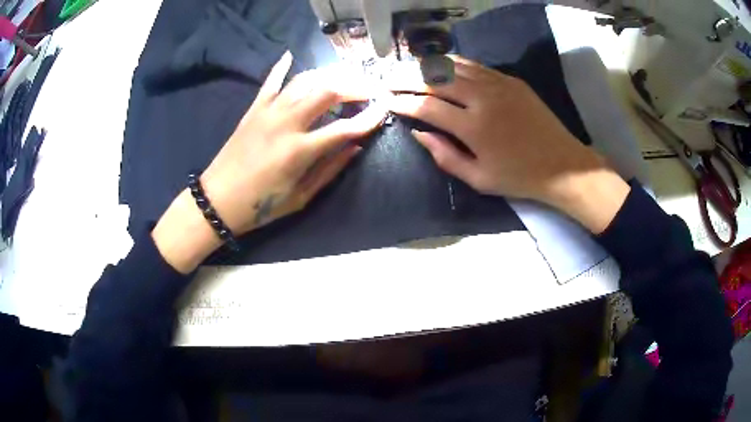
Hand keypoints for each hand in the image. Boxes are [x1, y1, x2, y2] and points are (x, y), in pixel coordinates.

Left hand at [153, 52, 387, 272]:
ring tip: (346, 78)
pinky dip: (282, 66)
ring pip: (304, 80)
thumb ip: (330, 169)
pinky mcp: (254, 109)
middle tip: (371, 89)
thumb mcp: (300, 197)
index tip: (385, 109)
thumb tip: (356, 146)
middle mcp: (286, 122)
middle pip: (328, 91)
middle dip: (356, 86)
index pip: (344, 127)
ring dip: (329, 75)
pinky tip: (291, 54)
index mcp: (299, 150)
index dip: (369, 118)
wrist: (217, 201)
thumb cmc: (260, 206)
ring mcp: (268, 111)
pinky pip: (271, 81)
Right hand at [387, 56, 629, 232]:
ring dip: (428, 66)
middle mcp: (482, 98)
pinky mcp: (511, 80)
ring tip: (410, 69)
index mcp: (473, 126)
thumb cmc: (520, 177)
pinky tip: (443, 66)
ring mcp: (498, 84)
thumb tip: (419, 134)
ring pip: (454, 66)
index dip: (403, 103)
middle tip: (389, 79)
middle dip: (407, 79)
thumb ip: (445, 156)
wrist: (563, 164)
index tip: (387, 101)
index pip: (427, 107)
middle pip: (435, 80)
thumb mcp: (479, 179)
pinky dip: (454, 64)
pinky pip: (475, 65)